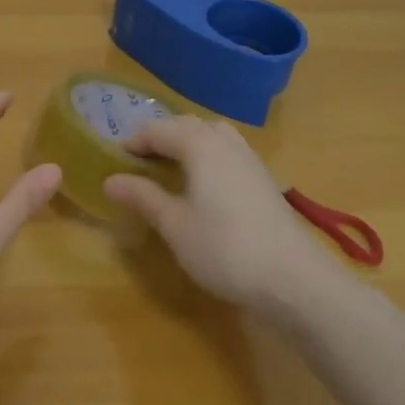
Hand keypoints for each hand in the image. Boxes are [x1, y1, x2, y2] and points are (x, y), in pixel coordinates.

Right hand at [103, 115, 324, 311]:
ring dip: (187, 142)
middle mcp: (224, 141)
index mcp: (198, 144)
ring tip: (171, 167)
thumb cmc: (225, 249)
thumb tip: (110, 180)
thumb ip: (143, 197)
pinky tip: (205, 184)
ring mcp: (248, 157)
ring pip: (210, 134)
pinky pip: (227, 150)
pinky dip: (208, 155)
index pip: (157, 130)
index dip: (134, 142)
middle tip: (140, 162)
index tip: (115, 160)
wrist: (295, 278)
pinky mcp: (263, 177)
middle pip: (185, 125)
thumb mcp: (175, 225)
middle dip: (160, 137)